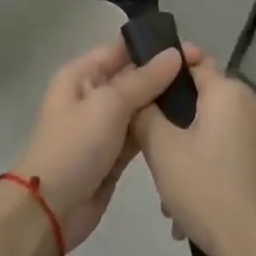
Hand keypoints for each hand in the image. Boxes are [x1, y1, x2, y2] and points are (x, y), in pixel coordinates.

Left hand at [11, 38, 185, 250]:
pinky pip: (140, 132)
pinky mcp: (114, 152)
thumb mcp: (108, 105)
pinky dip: (158, 128)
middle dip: (164, 74)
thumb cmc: (75, 146)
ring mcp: (104, 124)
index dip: (154, 46)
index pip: (121, 49)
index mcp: (82, 74)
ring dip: (164, 102)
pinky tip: (187, 123)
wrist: (51, 209)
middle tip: (204, 73)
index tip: (191, 48)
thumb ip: (143, 80)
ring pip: (140, 105)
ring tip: (203, 95)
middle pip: (133, 76)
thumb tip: (174, 54)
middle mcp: (92, 93)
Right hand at [131, 53, 255, 255]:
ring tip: (168, 192)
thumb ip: (144, 112)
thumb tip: (139, 95)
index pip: (191, 61)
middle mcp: (251, 103)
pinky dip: (207, 165)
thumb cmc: (208, 191)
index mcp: (229, 91)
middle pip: (201, 98)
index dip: (163, 71)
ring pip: (212, 128)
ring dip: (187, 150)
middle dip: (172, 122)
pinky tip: (190, 204)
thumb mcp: (162, 150)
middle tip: (149, 151)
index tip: (140, 90)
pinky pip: (228, 148)